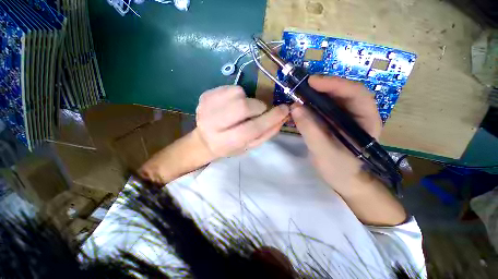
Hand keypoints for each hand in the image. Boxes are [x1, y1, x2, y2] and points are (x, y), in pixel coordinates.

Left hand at [194, 85, 289, 159]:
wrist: (205, 140)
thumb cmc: (230, 146)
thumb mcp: (249, 146)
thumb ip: (266, 133)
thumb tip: (283, 117)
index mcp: (225, 142)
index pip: (252, 128)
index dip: (270, 118)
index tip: (285, 109)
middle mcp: (213, 124)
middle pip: (243, 107)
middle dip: (258, 107)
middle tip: (260, 111)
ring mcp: (206, 107)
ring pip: (237, 93)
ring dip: (247, 100)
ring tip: (243, 109)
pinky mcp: (205, 96)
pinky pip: (230, 87)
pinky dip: (238, 94)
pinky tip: (233, 104)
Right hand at [291, 76, 381, 191]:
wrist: (344, 181)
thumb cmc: (340, 170)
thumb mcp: (324, 152)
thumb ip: (310, 130)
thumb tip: (295, 107)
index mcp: (366, 121)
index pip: (356, 94)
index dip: (335, 84)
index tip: (312, 82)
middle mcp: (358, 114)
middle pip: (343, 92)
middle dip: (323, 86)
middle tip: (302, 86)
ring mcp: (345, 117)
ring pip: (332, 98)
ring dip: (316, 94)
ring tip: (299, 94)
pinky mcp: (333, 122)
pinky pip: (323, 108)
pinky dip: (312, 104)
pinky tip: (301, 105)